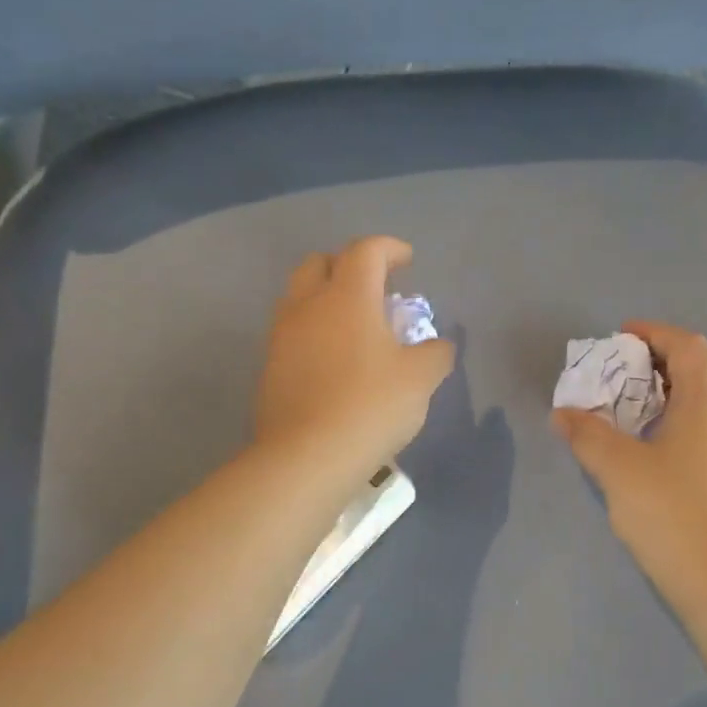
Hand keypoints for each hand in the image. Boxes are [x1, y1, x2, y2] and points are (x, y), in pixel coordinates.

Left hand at [256, 236, 455, 476]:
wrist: (306, 457)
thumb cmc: (370, 407)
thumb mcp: (420, 380)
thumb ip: (435, 354)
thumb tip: (438, 346)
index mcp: (347, 297)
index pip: (366, 251)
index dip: (389, 248)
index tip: (407, 261)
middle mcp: (308, 306)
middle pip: (320, 263)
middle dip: (348, 265)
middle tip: (374, 288)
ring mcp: (282, 337)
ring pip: (299, 297)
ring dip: (326, 298)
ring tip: (354, 326)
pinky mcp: (269, 368)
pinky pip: (292, 333)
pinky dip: (313, 332)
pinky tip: (333, 361)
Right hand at [551, 321, 706, 650]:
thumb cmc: (671, 512)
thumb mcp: (618, 468)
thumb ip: (587, 434)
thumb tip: (563, 413)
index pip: (688, 346)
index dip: (655, 333)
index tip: (620, 336)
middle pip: (701, 369)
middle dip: (660, 360)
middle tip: (621, 371)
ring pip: (705, 401)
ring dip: (669, 392)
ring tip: (629, 406)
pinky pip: (706, 428)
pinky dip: (677, 419)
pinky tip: (650, 446)